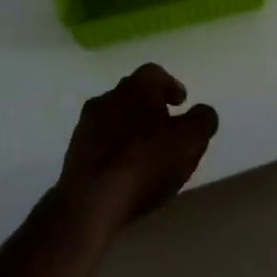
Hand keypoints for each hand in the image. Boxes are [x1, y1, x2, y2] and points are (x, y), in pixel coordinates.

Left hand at [57, 63, 218, 241]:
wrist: (90, 203)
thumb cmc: (145, 163)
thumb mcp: (190, 141)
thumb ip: (202, 121)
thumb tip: (202, 113)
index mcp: (137, 87)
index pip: (155, 74)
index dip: (171, 86)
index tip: (181, 103)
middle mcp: (108, 97)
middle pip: (133, 94)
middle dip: (150, 107)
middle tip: (166, 128)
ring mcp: (86, 125)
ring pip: (114, 118)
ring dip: (130, 129)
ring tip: (146, 153)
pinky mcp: (73, 154)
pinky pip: (100, 143)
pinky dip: (114, 149)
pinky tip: (125, 170)